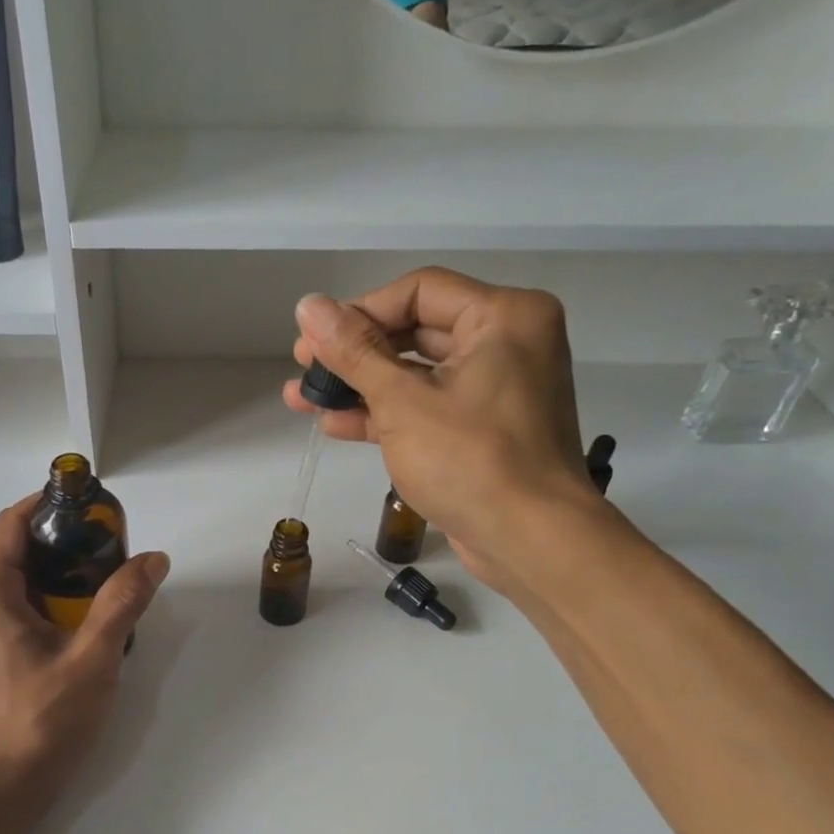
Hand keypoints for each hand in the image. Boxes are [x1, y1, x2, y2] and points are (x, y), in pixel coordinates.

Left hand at [0, 496, 169, 830]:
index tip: (95, 508)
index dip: (52, 504)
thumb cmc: (37, 722)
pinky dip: (41, 603)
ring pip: (12, 583)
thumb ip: (123, 603)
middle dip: (62, 543)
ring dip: (54, 576)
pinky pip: (7, 611)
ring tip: (101, 589)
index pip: (14, 521)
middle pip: (14, 549)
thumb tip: (153, 558)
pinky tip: (75, 628)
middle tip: (111, 553)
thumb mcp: (92, 659)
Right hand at [281, 267, 605, 597]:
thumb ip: (353, 351)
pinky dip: (385, 415)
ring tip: (304, 399)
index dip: (359, 312)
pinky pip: (427, 408)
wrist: (529, 541)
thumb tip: (307, 306)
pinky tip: (335, 424)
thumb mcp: (402, 401)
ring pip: (416, 374)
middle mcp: (506, 342)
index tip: (314, 341)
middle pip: (415, 331)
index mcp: (503, 316)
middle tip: (304, 368)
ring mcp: (495, 389)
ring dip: (360, 387)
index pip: (418, 292)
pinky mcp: (481, 430)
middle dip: (354, 354)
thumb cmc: (470, 459)